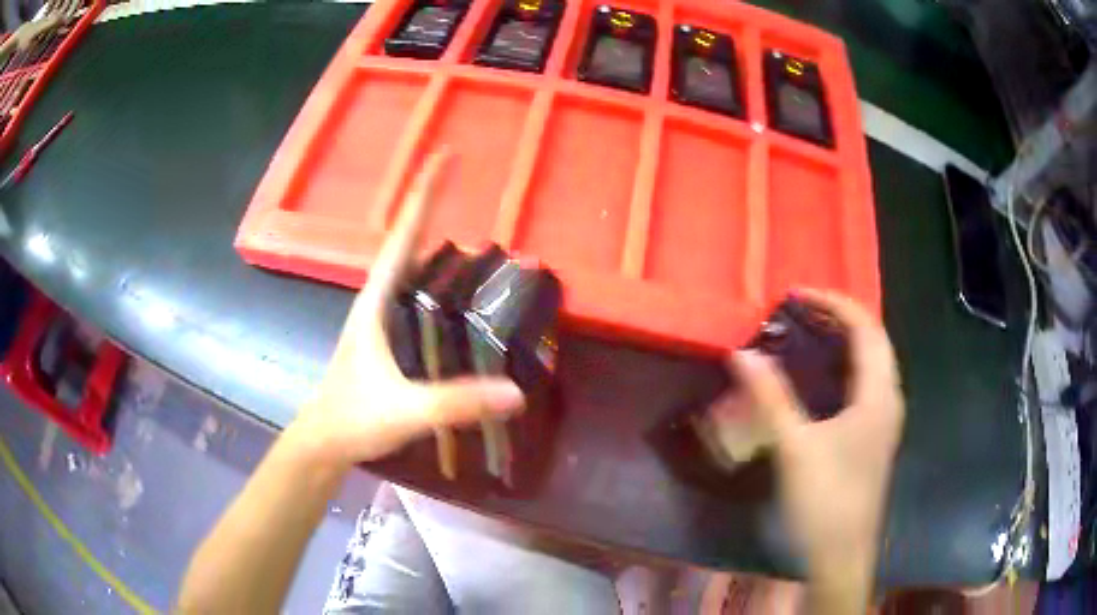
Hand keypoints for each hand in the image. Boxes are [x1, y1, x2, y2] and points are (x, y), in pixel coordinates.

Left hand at [290, 152, 524, 468]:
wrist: (326, 441)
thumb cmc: (353, 418)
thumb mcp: (404, 410)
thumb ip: (456, 402)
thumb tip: (516, 392)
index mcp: (377, 301)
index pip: (404, 236)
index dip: (424, 194)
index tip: (444, 155)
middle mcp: (380, 301)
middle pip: (411, 243)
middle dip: (434, 210)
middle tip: (469, 185)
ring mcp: (384, 320)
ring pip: (414, 271)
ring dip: (440, 248)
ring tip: (478, 237)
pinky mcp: (390, 339)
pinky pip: (419, 299)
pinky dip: (441, 285)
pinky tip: (463, 298)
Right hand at [723, 290, 903, 604]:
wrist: (842, 555)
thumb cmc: (826, 500)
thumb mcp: (795, 448)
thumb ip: (771, 398)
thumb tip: (743, 354)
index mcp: (878, 395)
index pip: (866, 328)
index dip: (834, 303)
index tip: (795, 295)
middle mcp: (888, 399)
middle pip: (873, 340)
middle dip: (839, 316)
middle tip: (799, 309)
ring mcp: (883, 420)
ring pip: (871, 363)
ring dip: (844, 340)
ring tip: (808, 331)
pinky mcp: (873, 436)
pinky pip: (864, 385)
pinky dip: (844, 367)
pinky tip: (820, 377)